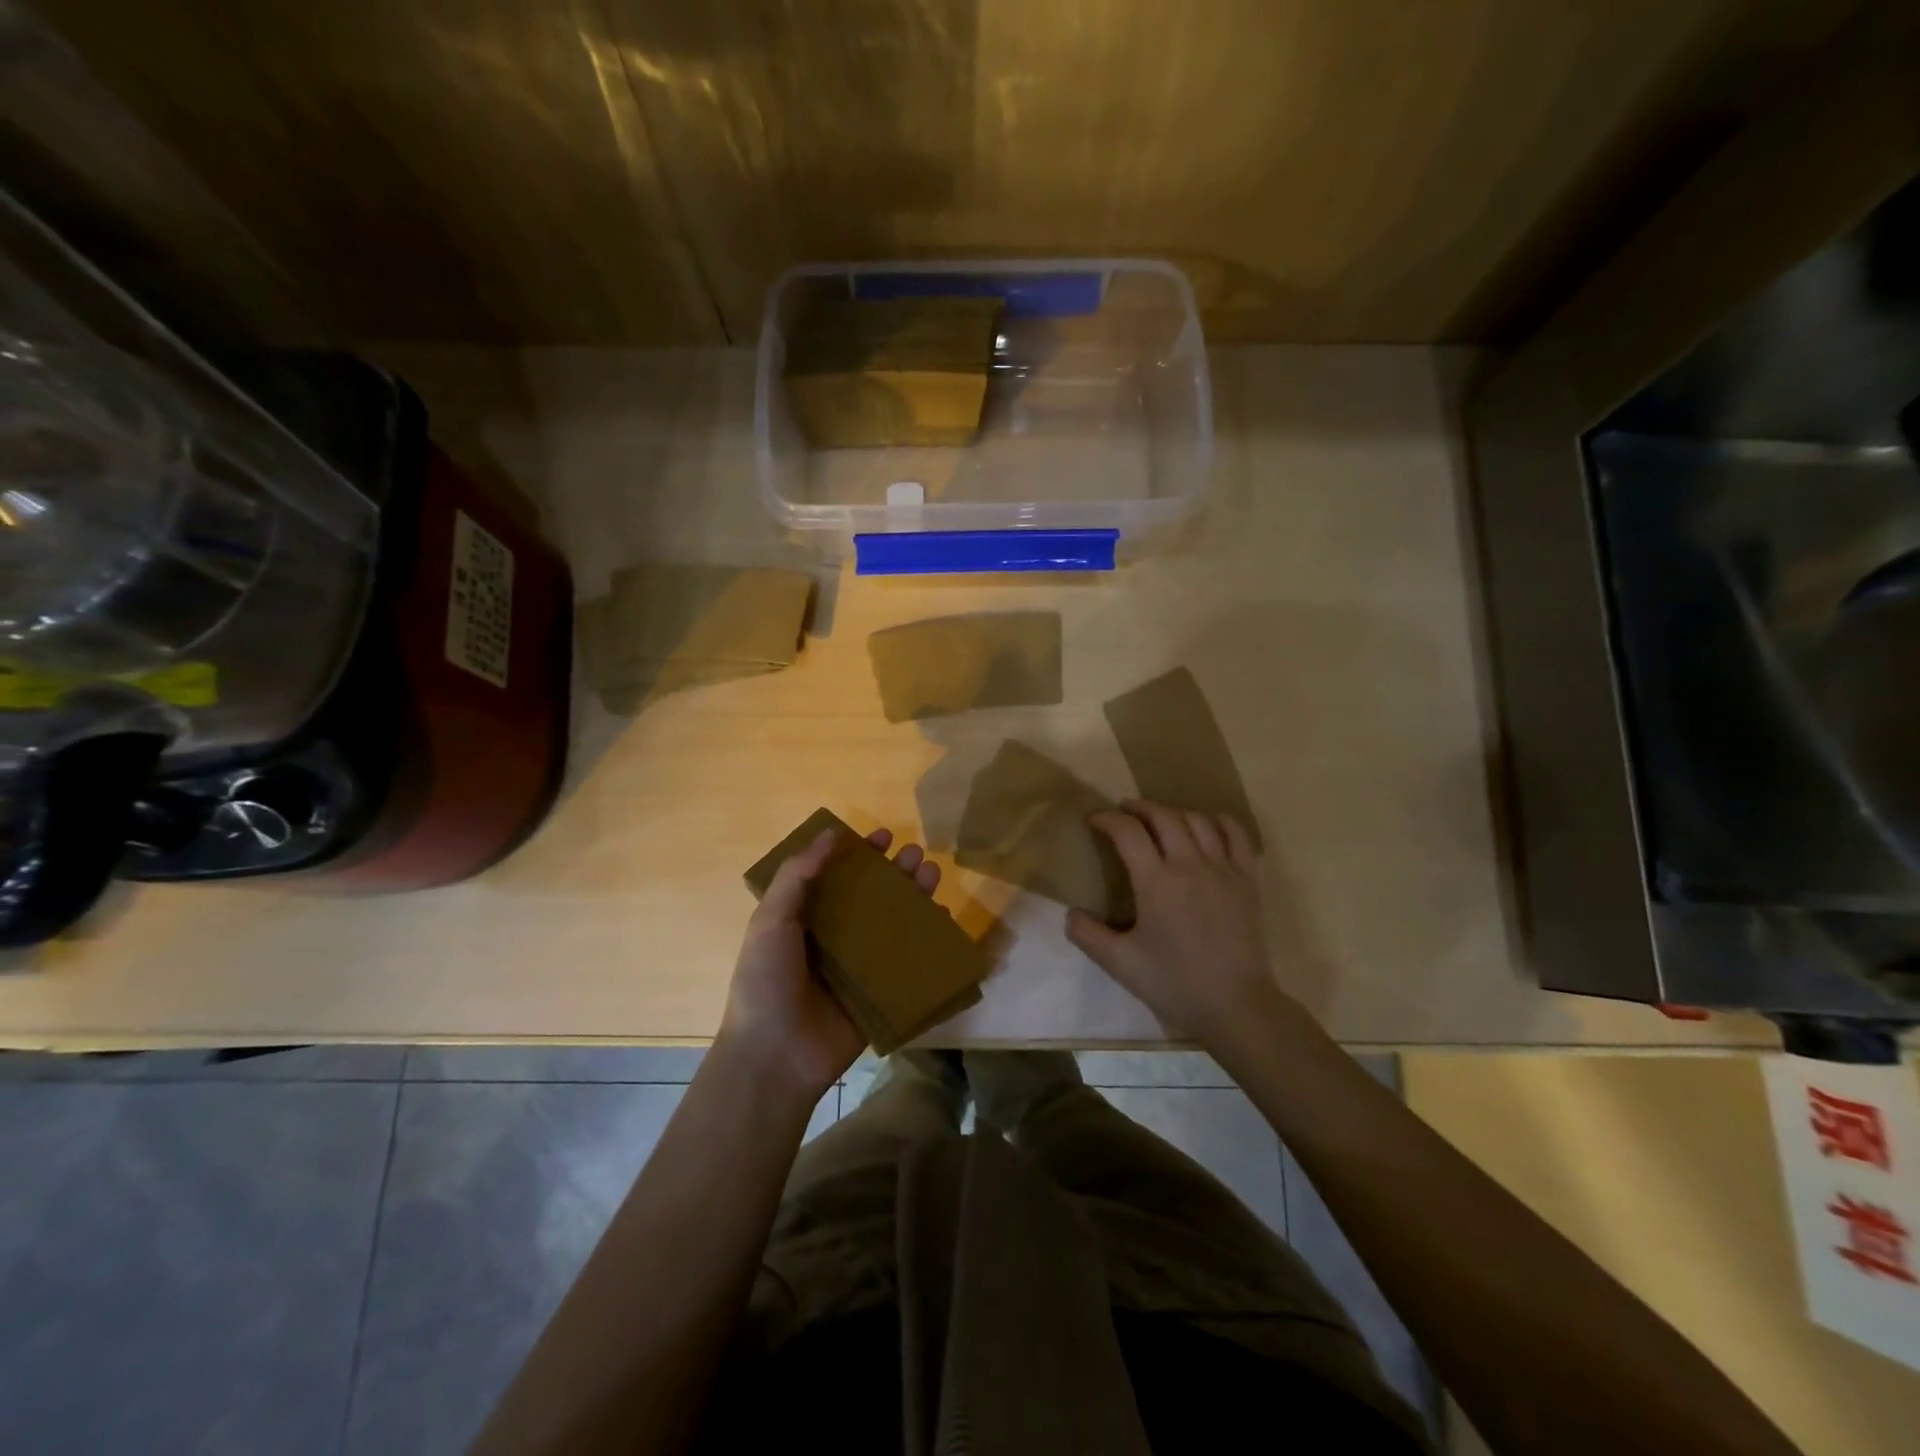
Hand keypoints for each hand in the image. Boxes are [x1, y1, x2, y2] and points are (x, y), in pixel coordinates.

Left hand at [719, 826, 941, 1100]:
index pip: (838, 877)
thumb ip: (797, 876)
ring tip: (933, 874)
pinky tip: (942, 920)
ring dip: (915, 898)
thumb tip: (830, 833)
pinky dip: (928, 941)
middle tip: (916, 854)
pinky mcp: (881, 994)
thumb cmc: (766, 982)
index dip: (859, 855)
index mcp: (805, 920)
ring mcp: (860, 967)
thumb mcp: (770, 920)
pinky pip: (909, 963)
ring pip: (894, 924)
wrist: (775, 1056)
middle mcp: (835, 939)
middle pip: (872, 897)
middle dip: (895, 873)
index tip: (882, 837)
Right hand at [1067, 801, 1298, 1050]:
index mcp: (1156, 882)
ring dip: (1173, 812)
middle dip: (1139, 808)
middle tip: (1124, 813)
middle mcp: (1189, 864)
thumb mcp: (1120, 963)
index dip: (1107, 819)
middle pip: (1163, 816)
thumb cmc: (1175, 983)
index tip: (1094, 820)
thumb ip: (1088, 935)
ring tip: (1160, 820)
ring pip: (1198, 819)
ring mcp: (1223, 868)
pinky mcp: (1247, 878)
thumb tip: (1070, 913)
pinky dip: (1217, 820)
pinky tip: (1205, 825)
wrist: (1236, 1006)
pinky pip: (1235, 833)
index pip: (1127, 832)